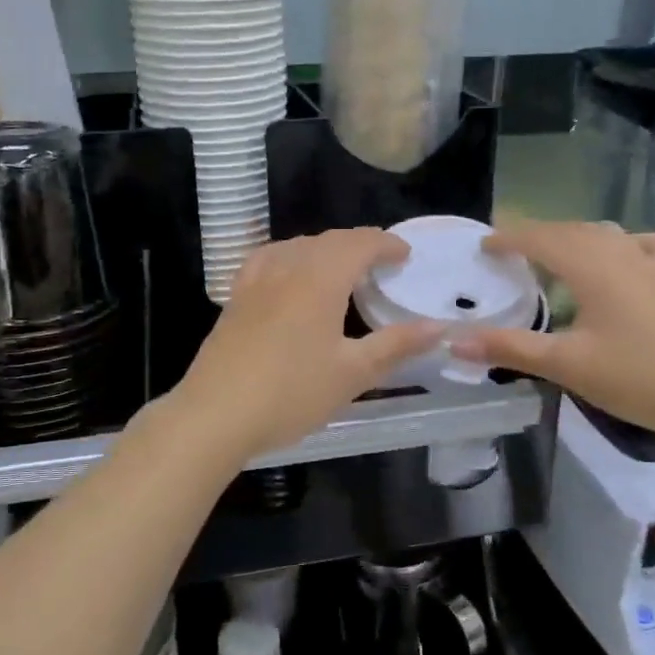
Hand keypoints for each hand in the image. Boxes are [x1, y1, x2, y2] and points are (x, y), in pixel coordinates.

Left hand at [165, 229, 441, 461]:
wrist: (215, 414)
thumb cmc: (291, 393)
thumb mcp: (352, 373)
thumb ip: (396, 345)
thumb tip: (439, 328)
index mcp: (320, 278)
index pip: (359, 243)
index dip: (386, 243)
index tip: (405, 255)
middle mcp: (287, 266)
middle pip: (328, 240)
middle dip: (359, 244)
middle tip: (381, 263)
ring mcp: (255, 279)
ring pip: (297, 246)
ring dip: (325, 249)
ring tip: (342, 269)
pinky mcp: (235, 297)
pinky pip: (269, 259)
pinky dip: (291, 257)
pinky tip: (289, 275)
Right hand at [448, 220, 654, 451]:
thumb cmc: (638, 378)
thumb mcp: (566, 364)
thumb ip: (509, 348)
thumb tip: (454, 341)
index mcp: (592, 266)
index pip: (540, 239)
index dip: (509, 238)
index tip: (483, 246)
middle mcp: (622, 255)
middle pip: (571, 232)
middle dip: (536, 236)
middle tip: (507, 253)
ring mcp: (654, 267)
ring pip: (606, 235)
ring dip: (573, 238)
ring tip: (553, 257)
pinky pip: (647, 247)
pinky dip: (625, 245)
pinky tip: (622, 262)